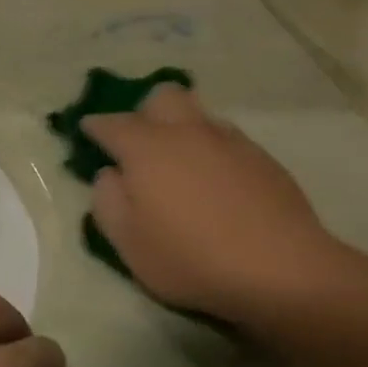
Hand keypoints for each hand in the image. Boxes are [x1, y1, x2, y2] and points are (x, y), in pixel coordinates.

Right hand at [83, 84, 344, 325]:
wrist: (280, 269)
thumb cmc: (189, 257)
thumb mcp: (127, 241)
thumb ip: (107, 201)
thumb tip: (111, 174)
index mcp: (147, 148)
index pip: (111, 123)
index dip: (95, 126)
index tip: (87, 131)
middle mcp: (187, 132)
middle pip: (162, 97)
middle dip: (144, 112)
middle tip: (139, 145)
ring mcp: (230, 142)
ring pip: (198, 115)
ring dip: (181, 129)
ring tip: (179, 164)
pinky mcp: (262, 159)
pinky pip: (227, 139)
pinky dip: (211, 150)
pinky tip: (215, 183)